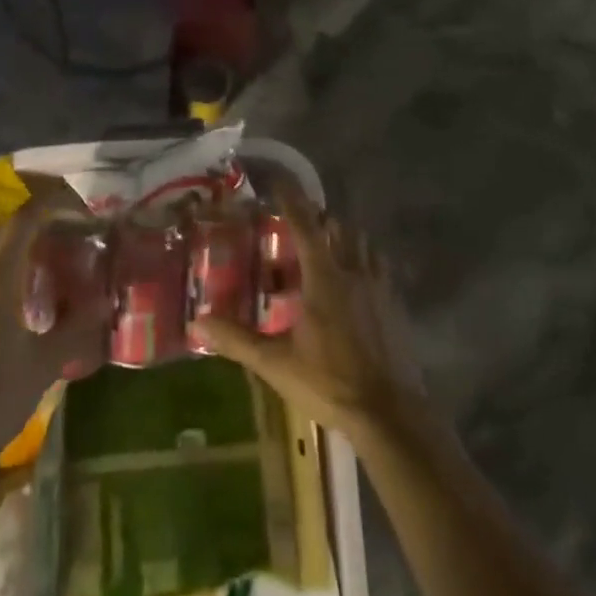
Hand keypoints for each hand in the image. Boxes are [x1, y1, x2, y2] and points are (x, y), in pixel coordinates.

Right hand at [195, 174, 432, 449]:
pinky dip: (364, 261)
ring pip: (362, 244)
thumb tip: (199, 322)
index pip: (306, 225)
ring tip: (327, 247)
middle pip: (338, 228)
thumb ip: (238, 340)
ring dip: (344, 236)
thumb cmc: (330, 382)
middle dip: (319, 218)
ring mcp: (379, 288)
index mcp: (325, 277)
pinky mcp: (395, 307)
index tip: (279, 179)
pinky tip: (356, 281)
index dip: (292, 199)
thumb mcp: (277, 364)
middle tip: (299, 222)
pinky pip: (379, 268)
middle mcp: (354, 271)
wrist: (391, 415)